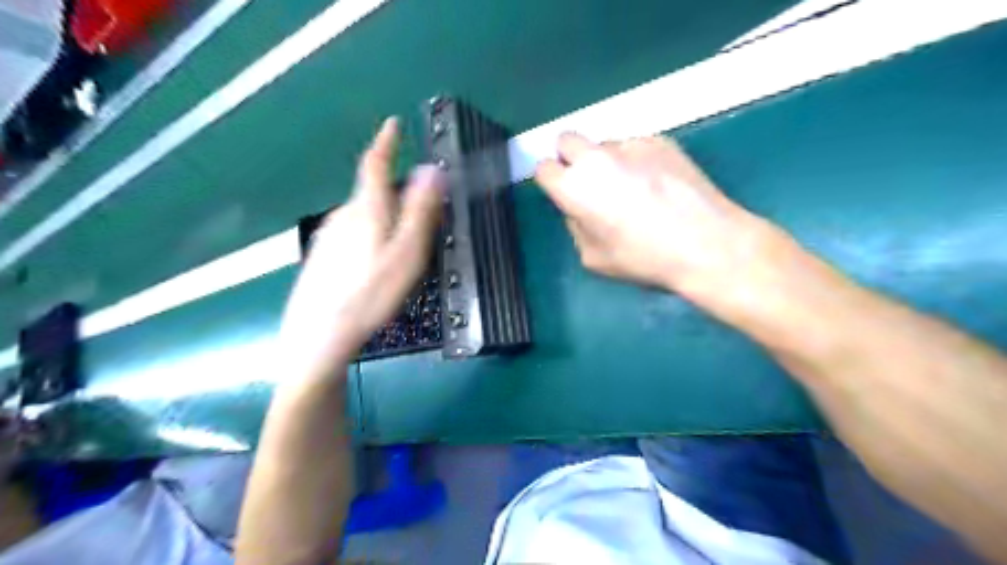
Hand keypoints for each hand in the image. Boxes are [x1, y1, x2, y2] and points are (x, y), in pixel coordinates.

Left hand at [279, 116, 442, 378]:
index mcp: (366, 210)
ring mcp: (329, 236)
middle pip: (372, 193)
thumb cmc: (371, 294)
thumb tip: (432, 171)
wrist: (319, 335)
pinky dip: (369, 234)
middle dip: (395, 193)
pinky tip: (373, 265)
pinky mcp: (322, 255)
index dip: (385, 142)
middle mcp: (343, 215)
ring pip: (362, 214)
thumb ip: (419, 212)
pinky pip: (351, 232)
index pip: (375, 164)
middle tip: (419, 216)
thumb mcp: (407, 254)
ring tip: (399, 247)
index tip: (393, 124)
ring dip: (383, 217)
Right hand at [534, 133, 776, 299]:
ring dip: (607, 160)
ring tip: (634, 188)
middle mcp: (596, 157)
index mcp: (574, 188)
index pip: (543, 168)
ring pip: (604, 144)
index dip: (551, 180)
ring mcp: (630, 144)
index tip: (563, 192)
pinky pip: (635, 146)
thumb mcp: (593, 258)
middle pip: (566, 139)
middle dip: (570, 158)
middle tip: (590, 183)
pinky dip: (637, 160)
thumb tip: (580, 209)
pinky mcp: (660, 140)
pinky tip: (658, 183)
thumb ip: (576, 226)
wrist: (705, 243)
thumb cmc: (644, 258)